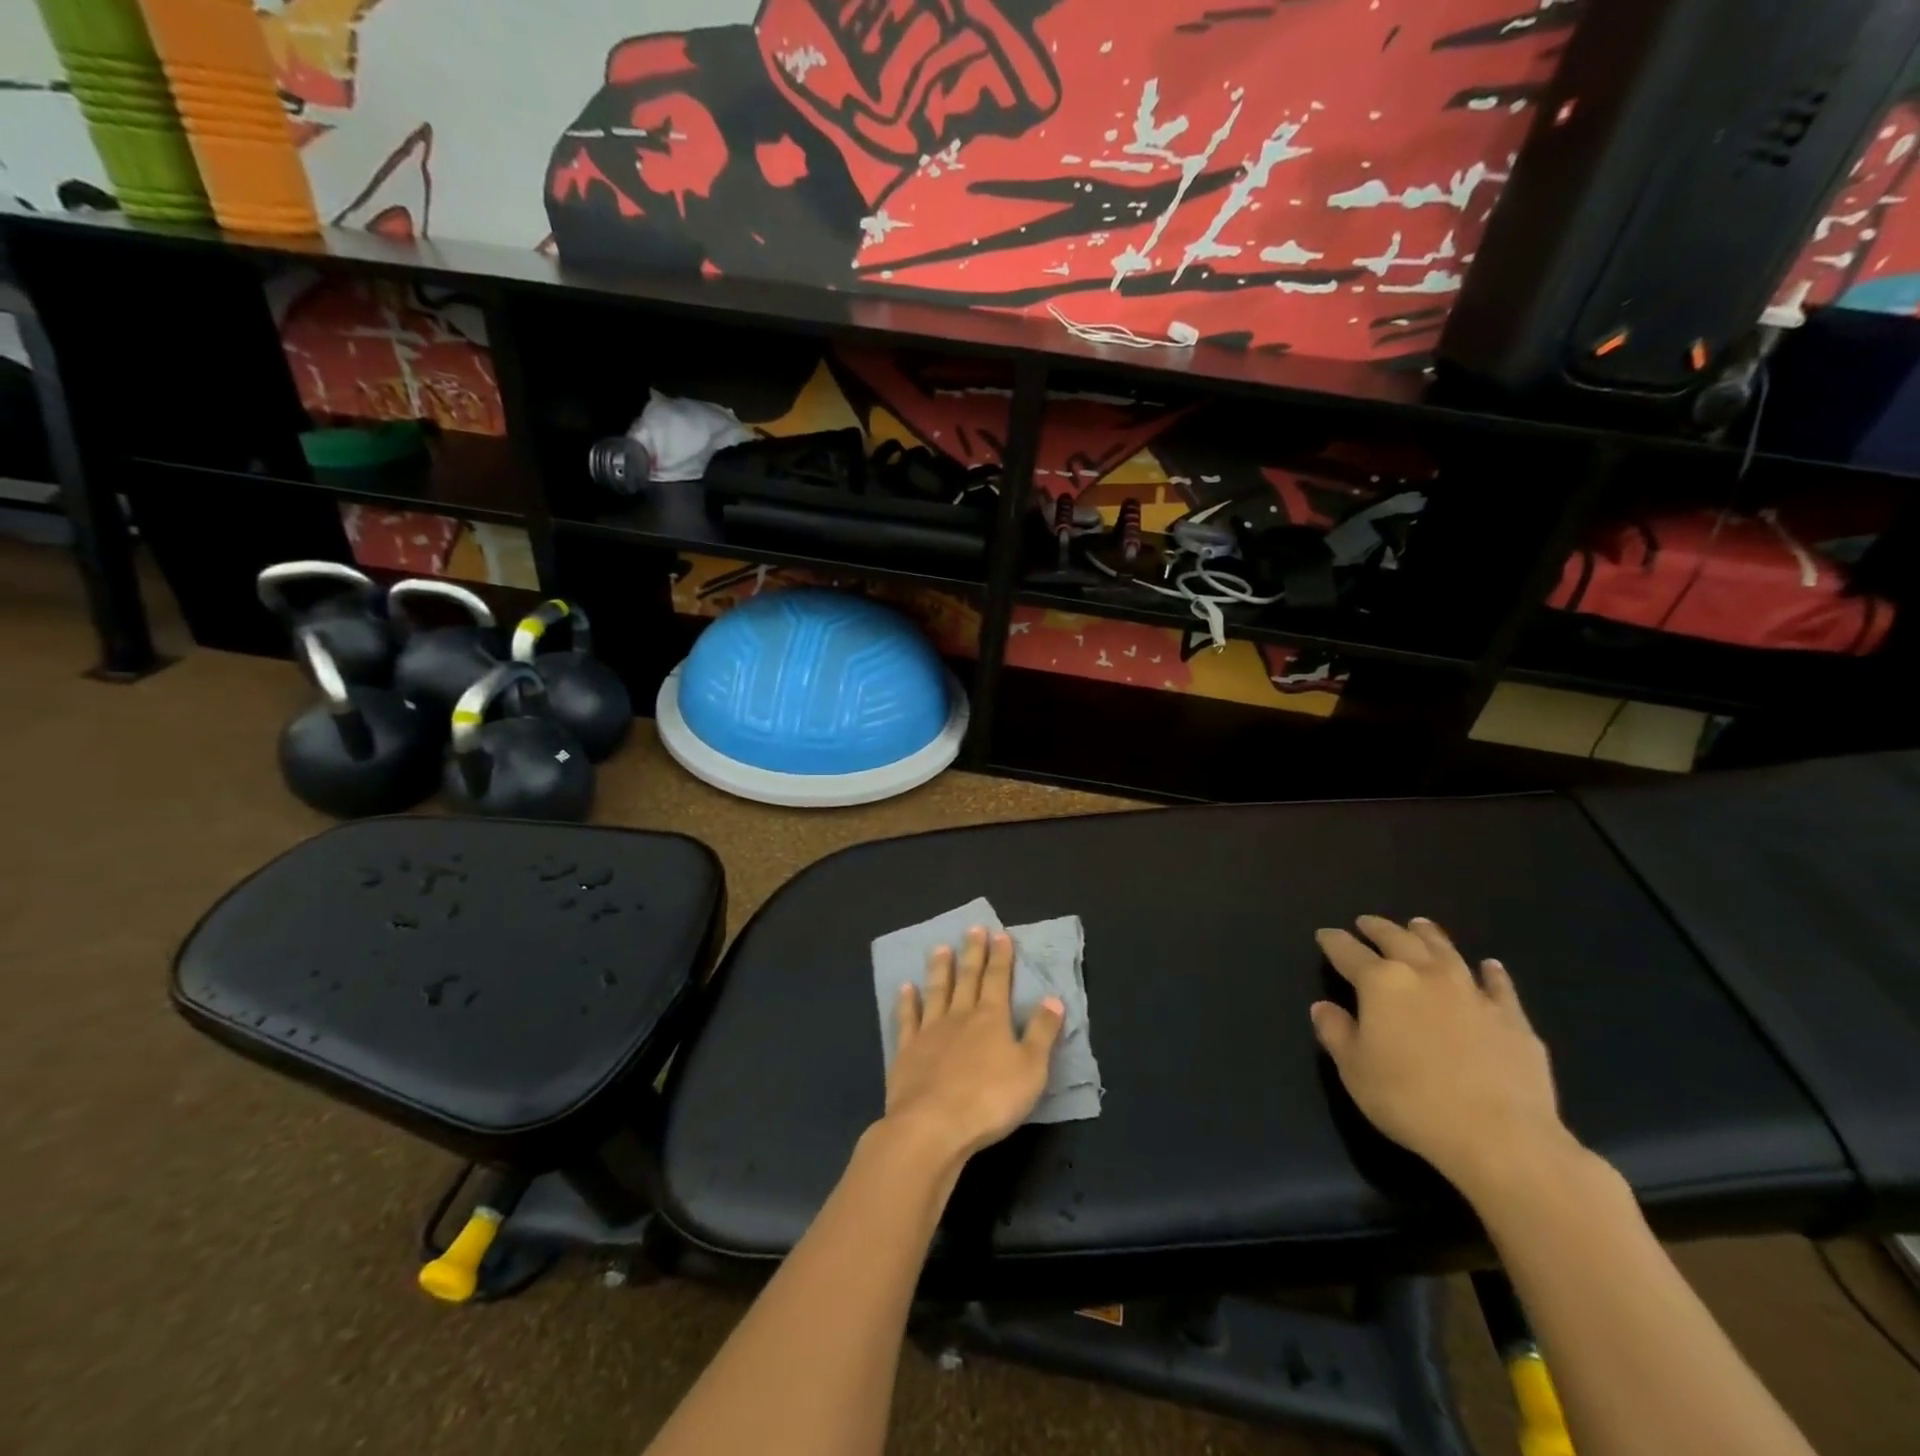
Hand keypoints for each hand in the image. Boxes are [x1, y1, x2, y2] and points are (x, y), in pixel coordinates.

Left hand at [884, 927, 1065, 1162]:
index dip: (1000, 957)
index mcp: (991, 1018)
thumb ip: (1042, 1032)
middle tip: (972, 928)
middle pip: (967, 978)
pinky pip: (907, 1019)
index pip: (997, 979)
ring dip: (940, 969)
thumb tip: (1053, 998)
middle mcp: (959, 1016)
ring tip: (939, 948)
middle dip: (972, 952)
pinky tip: (905, 988)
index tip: (999, 934)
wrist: (933, 1126)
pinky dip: (907, 1002)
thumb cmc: (990, 1100)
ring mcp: (930, 1031)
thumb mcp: (1031, 1069)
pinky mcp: (906, 1051)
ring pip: (936, 991)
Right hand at [1311, 916, 1575, 1198]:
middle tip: (1366, 923)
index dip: (1333, 941)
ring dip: (1428, 935)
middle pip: (1397, 939)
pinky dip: (1491, 972)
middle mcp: (1424, 975)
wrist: (1500, 1136)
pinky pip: (1499, 985)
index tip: (1324, 935)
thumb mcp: (1354, 1070)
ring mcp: (1472, 992)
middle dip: (1377, 928)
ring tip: (1418, 925)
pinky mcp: (1511, 1017)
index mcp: (1381, 983)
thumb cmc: (1410, 1100)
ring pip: (1445, 950)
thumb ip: (1336, 1033)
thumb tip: (1324, 1007)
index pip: (1348, 952)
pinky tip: (1489, 966)